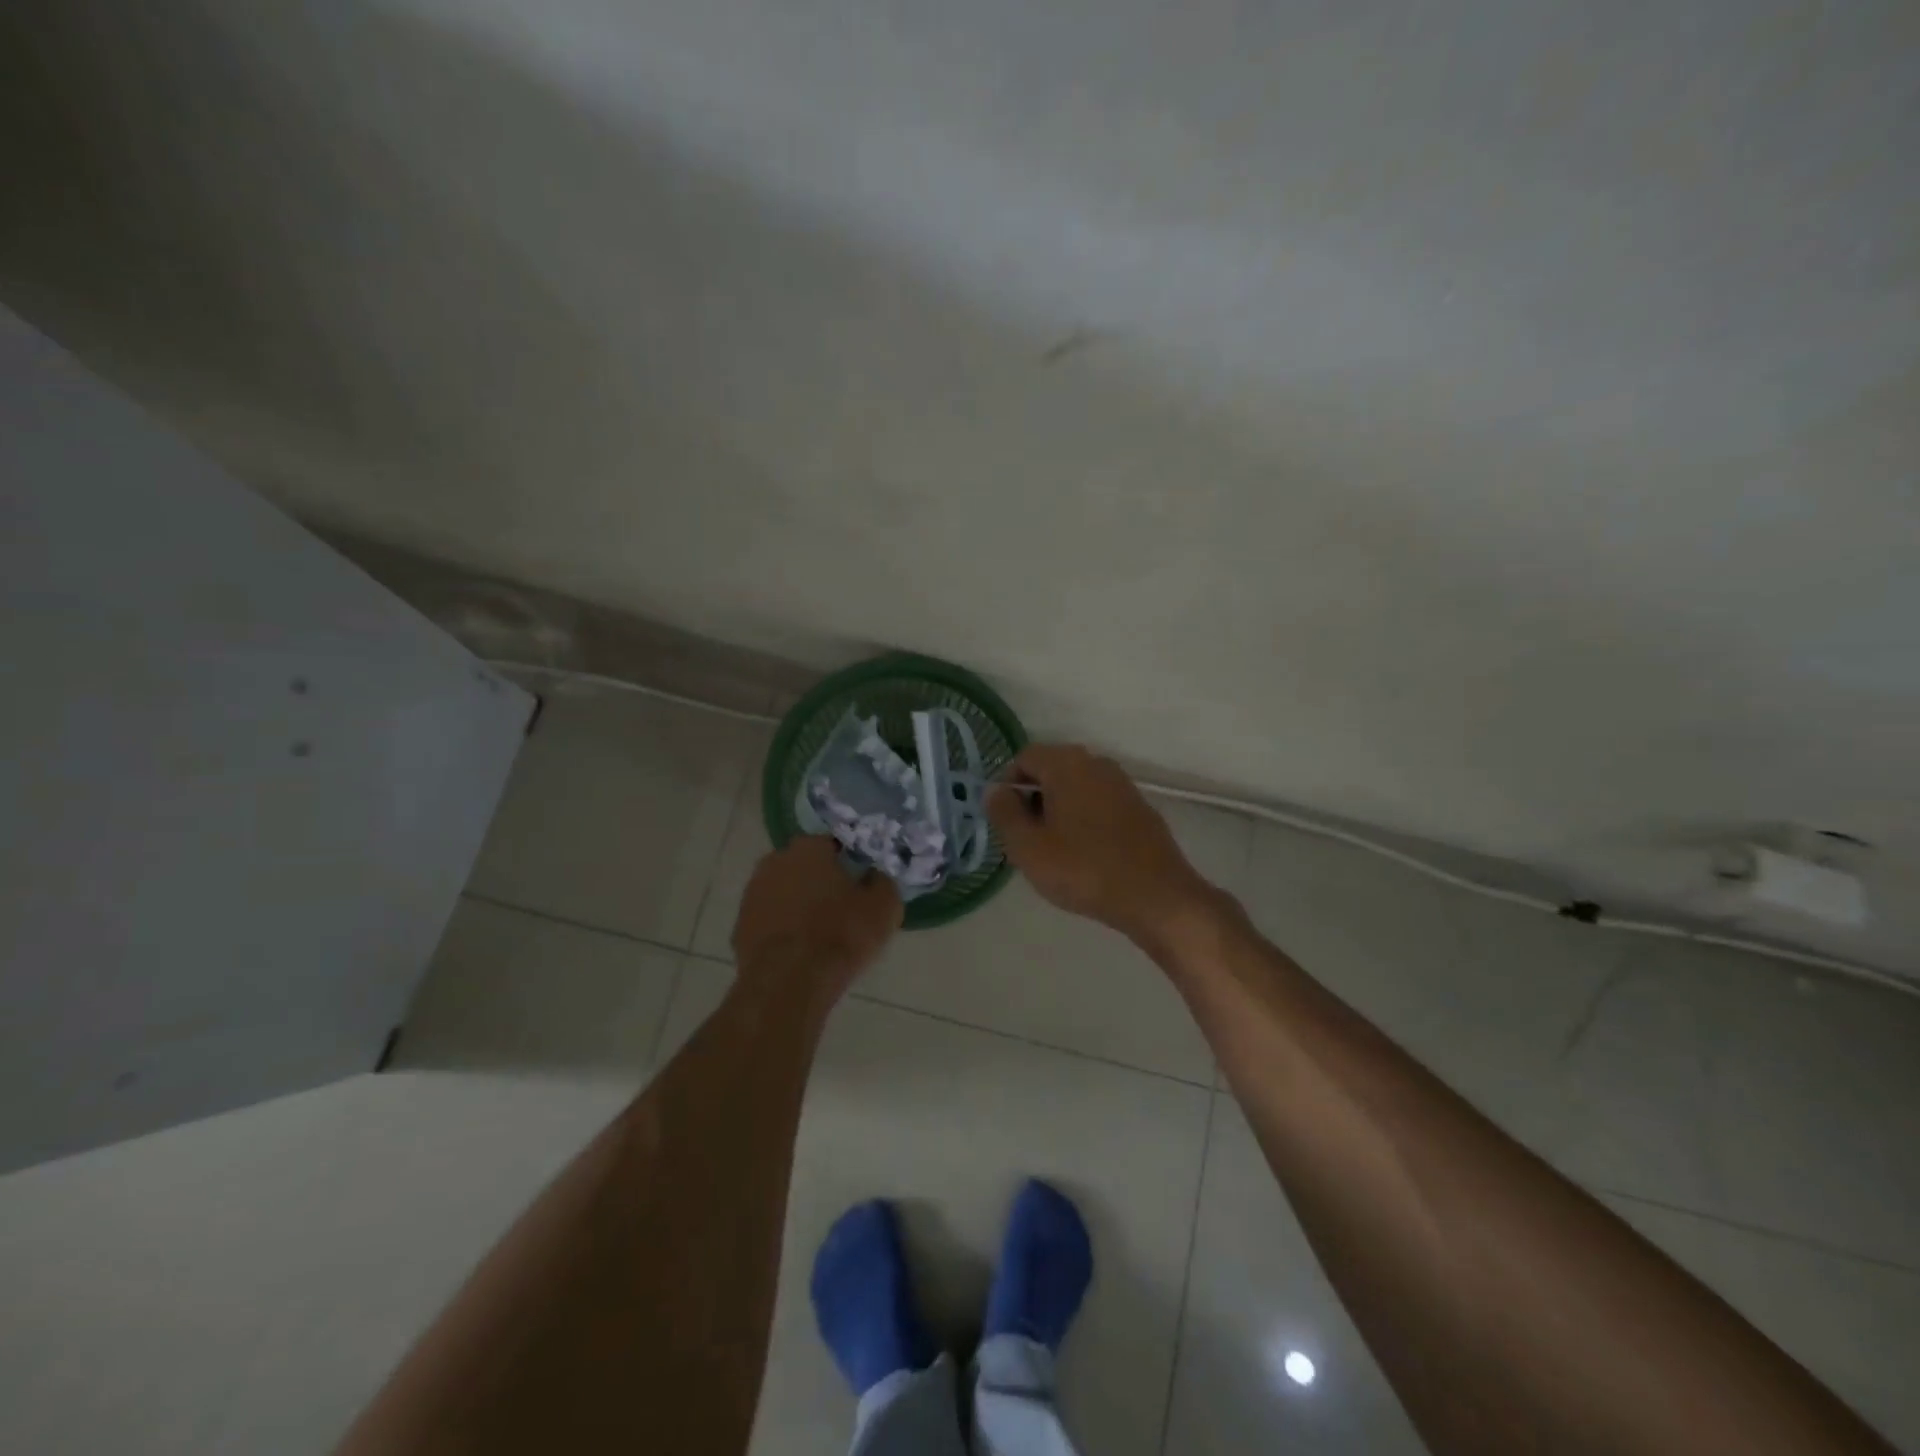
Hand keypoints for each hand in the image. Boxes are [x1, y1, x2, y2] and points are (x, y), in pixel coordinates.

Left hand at [732, 836, 902, 1001]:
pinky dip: (782, 929)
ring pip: (783, 892)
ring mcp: (752, 894)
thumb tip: (874, 875)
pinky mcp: (740, 926)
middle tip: (841, 906)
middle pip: (804, 866)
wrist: (789, 982)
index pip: (832, 844)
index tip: (859, 882)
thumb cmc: (841, 934)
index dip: (848, 862)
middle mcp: (775, 861)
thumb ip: (882, 882)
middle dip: (819, 880)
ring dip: (798, 904)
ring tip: (819, 931)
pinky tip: (798, 950)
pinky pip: (768, 920)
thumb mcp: (884, 907)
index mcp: (809, 848)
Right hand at [986, 744, 1220, 945]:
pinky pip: (1099, 804)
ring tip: (1056, 852)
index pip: (1024, 758)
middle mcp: (1096, 763)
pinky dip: (1085, 820)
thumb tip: (995, 790)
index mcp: (1066, 764)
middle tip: (1028, 840)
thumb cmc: (1083, 869)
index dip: (1008, 787)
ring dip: (1059, 811)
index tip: (1008, 823)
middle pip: (1051, 770)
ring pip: (1076, 788)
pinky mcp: (1139, 807)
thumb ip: (1004, 813)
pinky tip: (1087, 856)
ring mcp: (1122, 784)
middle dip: (1033, 800)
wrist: (1156, 896)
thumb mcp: (1028, 847)